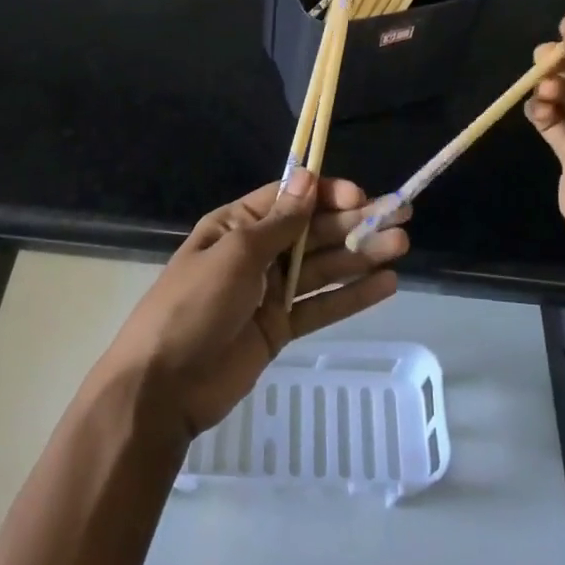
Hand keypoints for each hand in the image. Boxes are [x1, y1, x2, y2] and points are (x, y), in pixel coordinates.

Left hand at [95, 171, 408, 437]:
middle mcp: (257, 252)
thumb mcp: (235, 255)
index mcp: (237, 225)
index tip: (360, 197)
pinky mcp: (281, 327)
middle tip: (401, 215)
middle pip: (313, 232)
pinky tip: (386, 285)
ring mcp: (270, 292)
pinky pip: (321, 305)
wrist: (163, 386)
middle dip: (355, 222)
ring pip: (323, 267)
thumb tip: (307, 178)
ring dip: (361, 255)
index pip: (290, 199)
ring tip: (400, 246)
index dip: (326, 194)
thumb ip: (278, 223)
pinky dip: (352, 296)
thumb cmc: (193, 306)